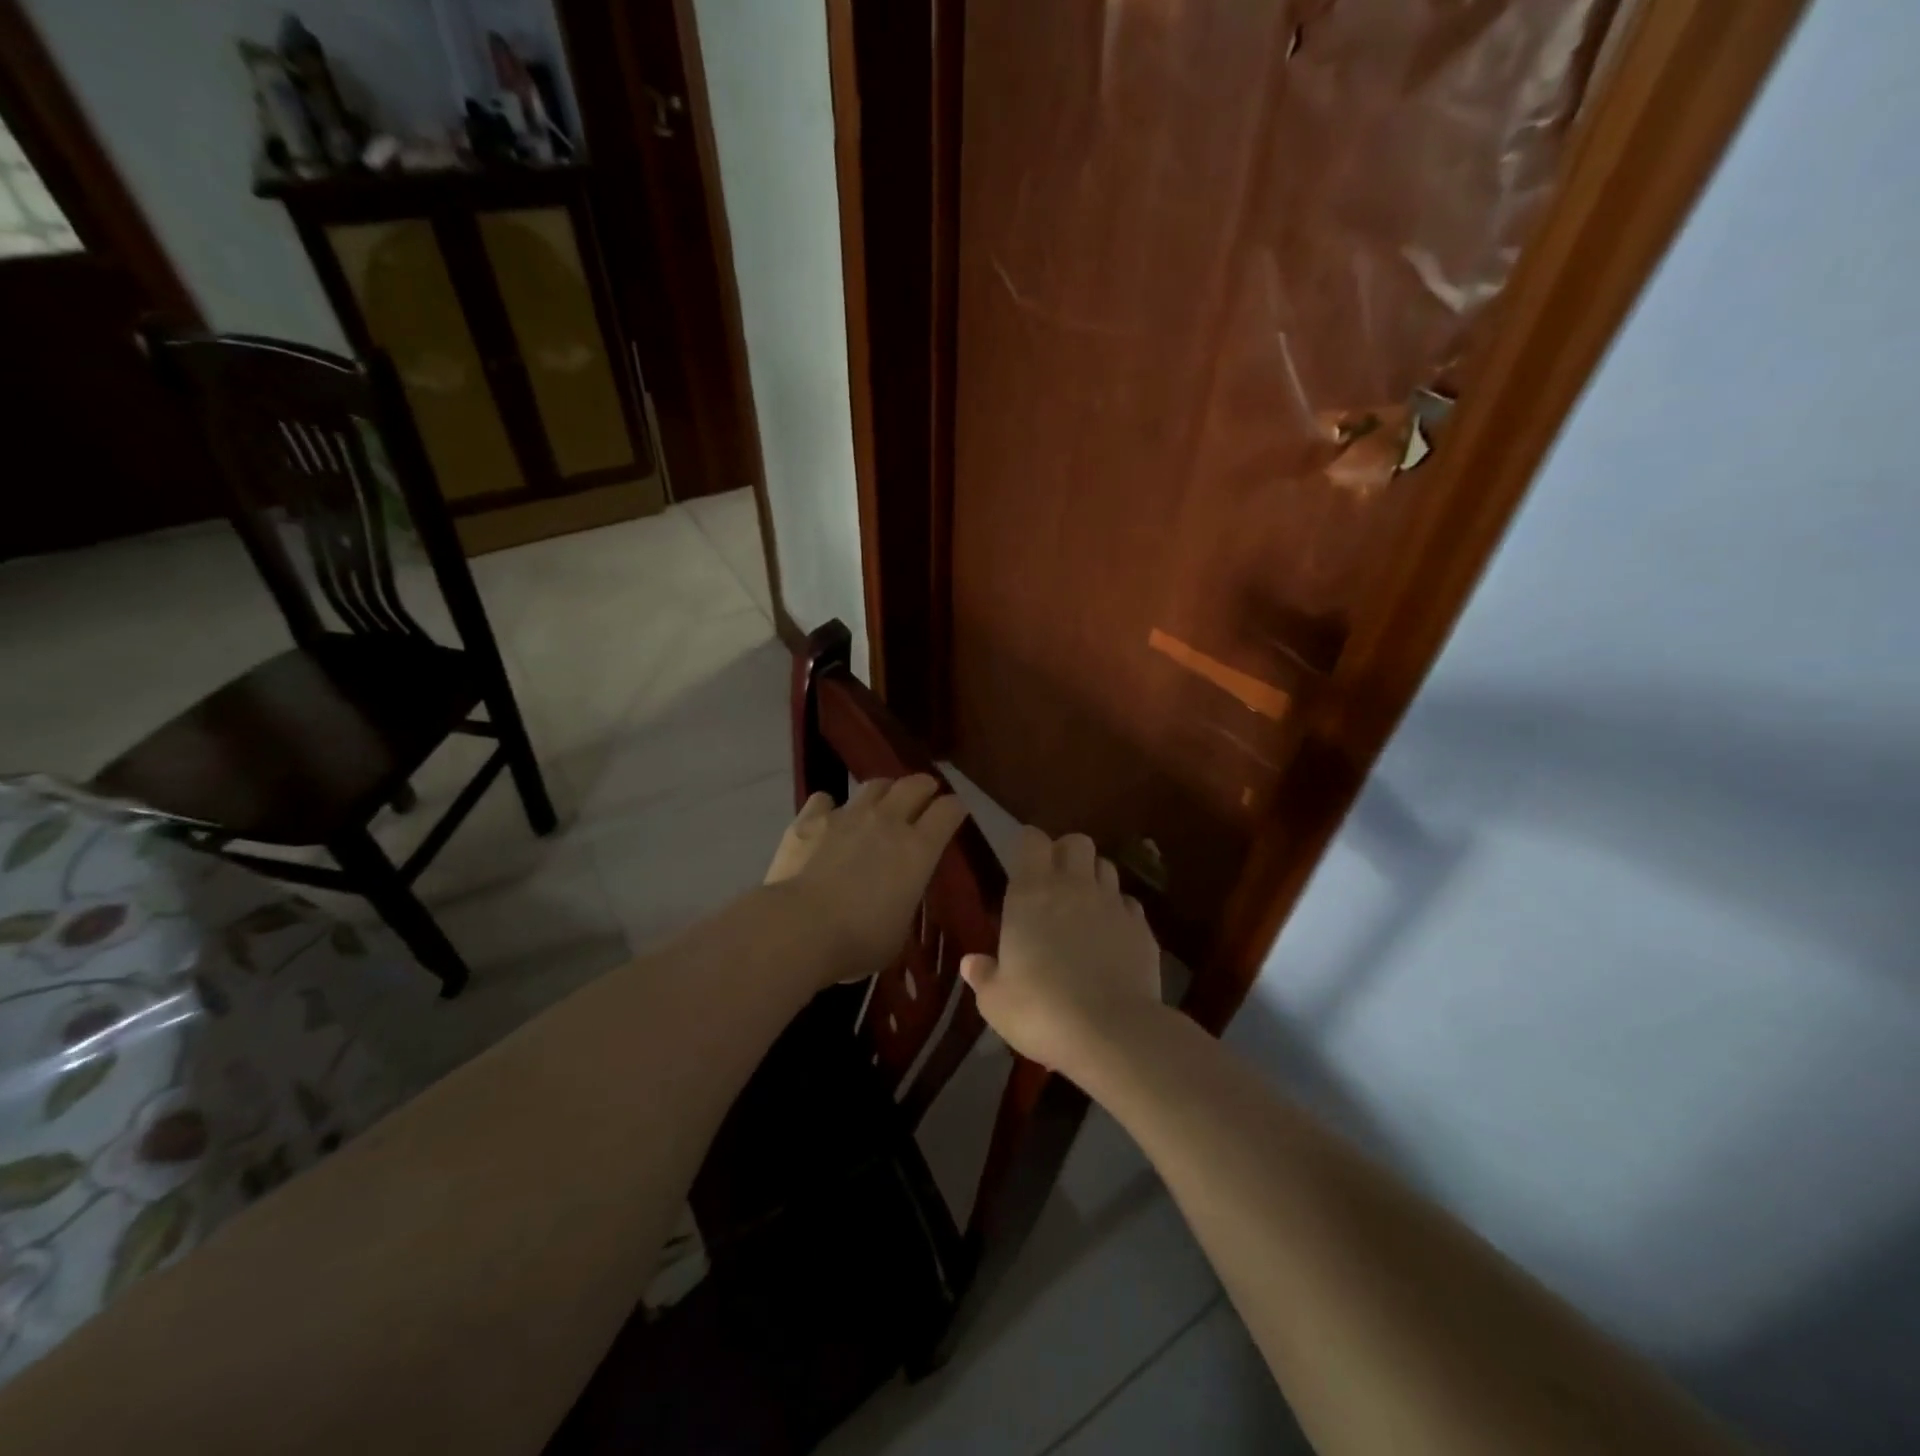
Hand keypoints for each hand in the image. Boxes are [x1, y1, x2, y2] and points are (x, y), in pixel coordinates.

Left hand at [764, 776, 969, 982]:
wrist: (799, 928)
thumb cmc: (859, 940)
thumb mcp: (899, 928)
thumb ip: (904, 899)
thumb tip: (896, 893)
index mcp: (918, 849)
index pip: (948, 811)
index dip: (955, 808)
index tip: (955, 812)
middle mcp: (887, 821)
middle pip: (914, 785)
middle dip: (924, 786)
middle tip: (926, 793)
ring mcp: (847, 815)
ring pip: (873, 785)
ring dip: (884, 790)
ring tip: (882, 800)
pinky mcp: (810, 819)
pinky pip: (825, 799)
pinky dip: (830, 806)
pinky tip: (827, 817)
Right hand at [961, 827, 1163, 1078]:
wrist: (1112, 1033)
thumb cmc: (1041, 1011)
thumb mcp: (996, 1001)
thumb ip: (983, 975)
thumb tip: (971, 963)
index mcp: (1031, 892)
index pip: (1033, 840)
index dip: (1029, 845)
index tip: (1023, 863)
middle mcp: (1074, 886)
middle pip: (1077, 842)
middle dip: (1066, 853)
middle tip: (1055, 881)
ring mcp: (1112, 904)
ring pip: (1106, 867)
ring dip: (1094, 878)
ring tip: (1085, 906)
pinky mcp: (1142, 928)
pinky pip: (1129, 903)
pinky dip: (1119, 911)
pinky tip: (1112, 936)